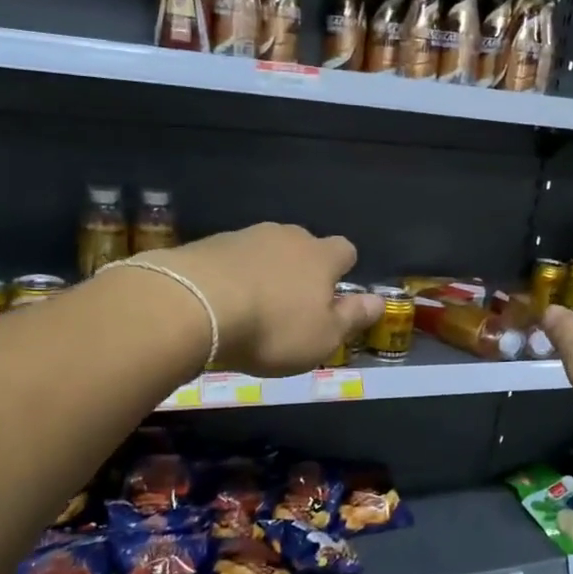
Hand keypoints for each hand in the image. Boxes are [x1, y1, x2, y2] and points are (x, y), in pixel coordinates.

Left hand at [145, 224, 382, 376]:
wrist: (193, 305)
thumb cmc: (272, 328)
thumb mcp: (323, 337)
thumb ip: (352, 317)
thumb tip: (378, 301)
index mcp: (321, 256)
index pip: (345, 250)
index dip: (343, 270)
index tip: (334, 294)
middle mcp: (287, 236)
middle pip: (304, 246)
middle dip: (302, 269)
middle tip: (293, 304)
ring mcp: (245, 236)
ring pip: (266, 250)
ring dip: (266, 271)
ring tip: (254, 305)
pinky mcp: (208, 244)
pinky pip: (232, 258)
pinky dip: (233, 275)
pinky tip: (223, 302)